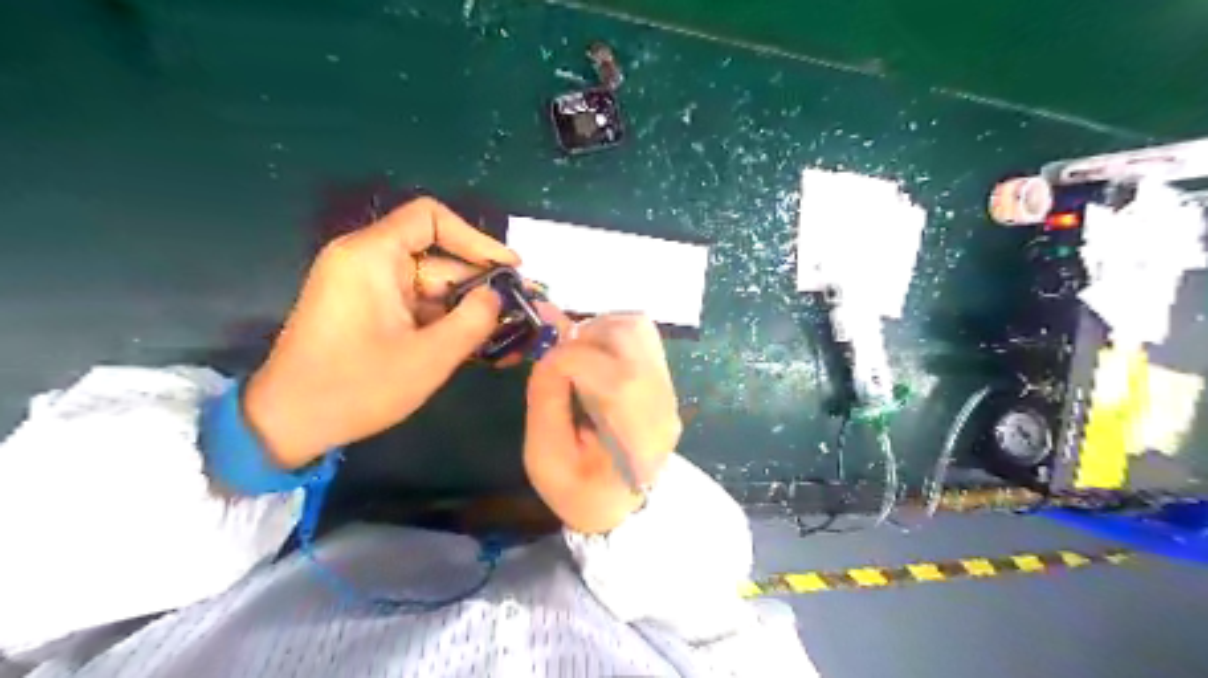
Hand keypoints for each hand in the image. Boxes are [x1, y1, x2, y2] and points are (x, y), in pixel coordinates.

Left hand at [244, 198, 518, 467]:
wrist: (288, 424)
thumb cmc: (357, 387)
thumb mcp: (429, 356)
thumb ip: (474, 320)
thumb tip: (498, 296)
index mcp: (371, 256)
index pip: (430, 218)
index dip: (476, 238)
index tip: (508, 268)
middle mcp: (366, 261)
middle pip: (437, 257)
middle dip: (479, 285)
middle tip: (518, 312)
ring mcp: (365, 287)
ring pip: (430, 285)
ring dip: (466, 309)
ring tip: (506, 336)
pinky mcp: (367, 309)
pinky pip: (416, 304)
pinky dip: (444, 321)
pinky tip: (475, 345)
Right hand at [527, 313, 682, 534]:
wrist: (620, 506)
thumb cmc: (578, 489)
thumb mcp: (544, 458)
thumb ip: (545, 400)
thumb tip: (552, 353)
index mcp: (635, 437)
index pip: (613, 375)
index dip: (567, 360)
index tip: (545, 371)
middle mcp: (661, 405)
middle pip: (630, 338)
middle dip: (585, 337)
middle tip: (562, 358)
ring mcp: (668, 389)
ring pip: (638, 327)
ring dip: (599, 330)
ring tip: (578, 355)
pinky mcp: (664, 380)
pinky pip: (641, 336)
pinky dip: (611, 335)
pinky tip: (594, 357)